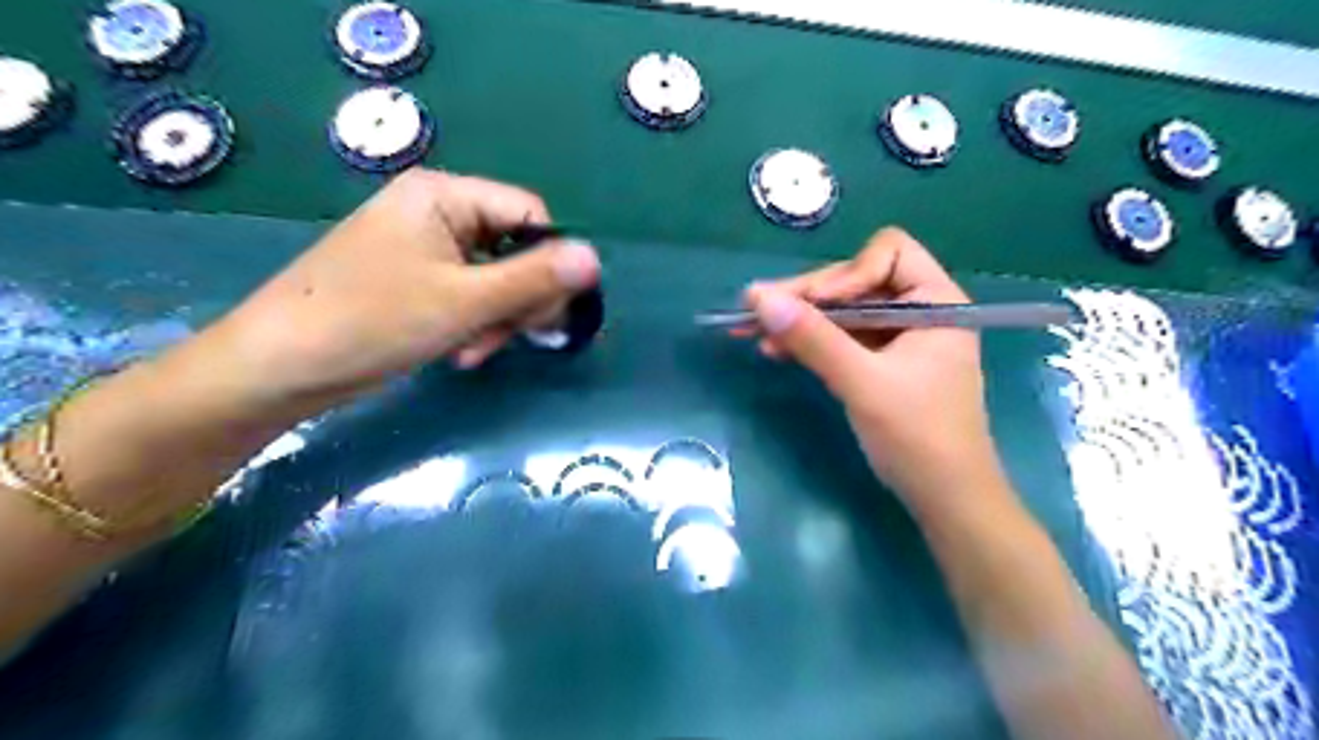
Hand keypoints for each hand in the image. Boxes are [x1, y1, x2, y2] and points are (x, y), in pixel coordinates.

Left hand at [203, 165, 601, 409]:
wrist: (280, 367)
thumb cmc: (373, 321)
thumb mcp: (465, 301)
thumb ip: (534, 279)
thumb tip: (595, 259)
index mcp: (445, 196)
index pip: (530, 214)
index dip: (551, 260)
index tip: (553, 309)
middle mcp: (437, 213)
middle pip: (516, 248)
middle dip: (520, 298)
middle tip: (513, 337)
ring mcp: (425, 248)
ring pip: (496, 279)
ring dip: (498, 319)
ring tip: (475, 351)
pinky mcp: (416, 280)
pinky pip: (470, 296)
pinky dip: (475, 324)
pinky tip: (461, 352)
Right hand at [741, 227, 1012, 516]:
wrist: (945, 499)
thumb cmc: (918, 437)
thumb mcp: (863, 384)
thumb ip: (814, 339)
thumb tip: (760, 299)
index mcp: (935, 301)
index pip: (888, 253)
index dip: (847, 273)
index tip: (814, 305)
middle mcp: (918, 310)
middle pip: (855, 281)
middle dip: (807, 297)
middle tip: (755, 310)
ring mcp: (898, 338)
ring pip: (841, 311)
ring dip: (799, 320)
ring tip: (751, 330)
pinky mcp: (880, 363)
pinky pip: (840, 339)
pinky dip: (809, 342)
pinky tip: (774, 349)